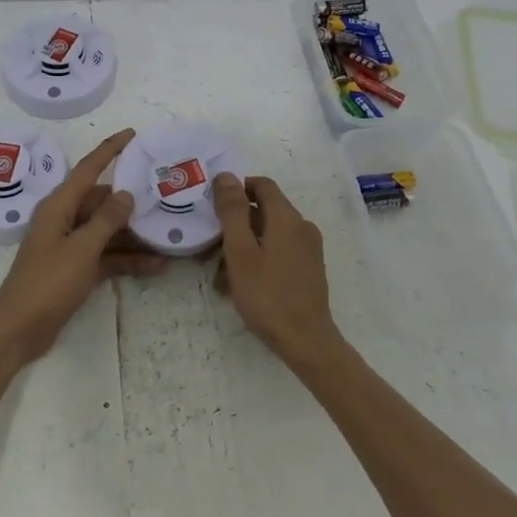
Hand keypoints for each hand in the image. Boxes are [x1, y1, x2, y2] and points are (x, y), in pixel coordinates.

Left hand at [0, 128, 164, 364]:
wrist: (18, 331)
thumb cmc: (47, 283)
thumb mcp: (82, 249)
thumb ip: (106, 220)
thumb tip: (126, 193)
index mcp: (59, 206)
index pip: (88, 169)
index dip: (110, 150)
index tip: (133, 134)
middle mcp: (63, 220)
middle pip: (101, 201)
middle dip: (131, 200)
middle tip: (165, 195)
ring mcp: (69, 246)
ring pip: (107, 230)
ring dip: (133, 235)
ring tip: (168, 234)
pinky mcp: (74, 270)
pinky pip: (106, 256)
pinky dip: (127, 260)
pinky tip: (156, 265)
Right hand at [211, 172, 341, 362]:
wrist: (306, 340)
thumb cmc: (267, 295)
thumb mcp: (240, 251)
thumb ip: (233, 211)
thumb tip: (226, 175)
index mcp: (287, 218)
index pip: (261, 185)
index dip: (236, 189)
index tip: (213, 207)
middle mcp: (302, 227)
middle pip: (263, 212)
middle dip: (234, 226)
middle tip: (209, 249)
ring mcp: (308, 249)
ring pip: (268, 235)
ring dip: (242, 248)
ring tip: (219, 276)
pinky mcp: (308, 269)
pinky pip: (278, 253)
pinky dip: (257, 260)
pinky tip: (239, 285)